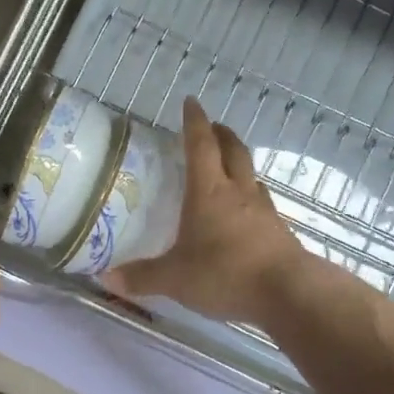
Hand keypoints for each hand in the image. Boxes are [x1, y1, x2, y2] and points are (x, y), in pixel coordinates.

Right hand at [106, 97, 309, 325]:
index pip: (200, 145)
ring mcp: (263, 210)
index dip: (194, 122)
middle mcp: (238, 192)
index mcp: (208, 191)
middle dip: (221, 134)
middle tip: (212, 127)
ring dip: (239, 163)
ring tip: (228, 167)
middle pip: (233, 151)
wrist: (287, 292)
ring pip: (251, 175)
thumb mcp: (176, 279)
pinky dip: (250, 197)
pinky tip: (244, 212)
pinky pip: (262, 203)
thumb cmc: (225, 274)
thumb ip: (142, 277)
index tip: (190, 102)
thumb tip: (106, 278)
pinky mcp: (279, 231)